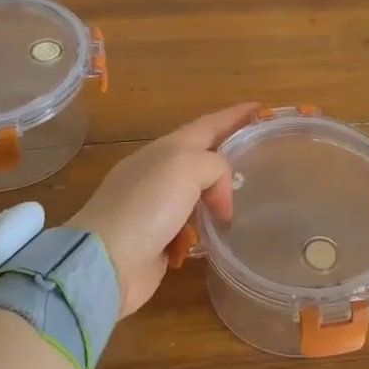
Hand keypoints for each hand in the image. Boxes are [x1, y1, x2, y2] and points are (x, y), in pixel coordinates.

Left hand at [67, 102, 258, 317]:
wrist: (106, 260)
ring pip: (199, 192)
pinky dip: (209, 226)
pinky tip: (224, 234)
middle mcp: (161, 172)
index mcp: (167, 148)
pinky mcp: (159, 239)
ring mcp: (158, 207)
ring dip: (221, 194)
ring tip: (248, 201)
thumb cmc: (146, 205)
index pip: (209, 124)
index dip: (235, 115)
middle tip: (262, 159)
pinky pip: (192, 225)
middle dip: (231, 154)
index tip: (262, 108)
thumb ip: (216, 166)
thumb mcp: (186, 166)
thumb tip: (221, 198)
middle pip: (204, 157)